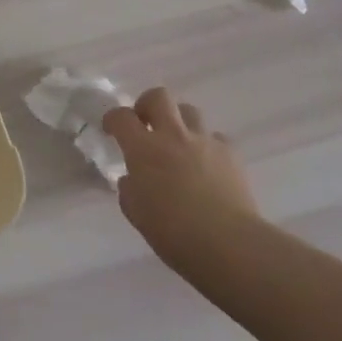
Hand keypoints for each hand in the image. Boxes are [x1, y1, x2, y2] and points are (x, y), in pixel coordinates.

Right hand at [104, 88, 259, 269]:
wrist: (229, 243)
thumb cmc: (174, 234)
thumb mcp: (137, 214)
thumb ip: (129, 190)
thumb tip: (133, 179)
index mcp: (144, 150)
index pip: (122, 117)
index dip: (113, 119)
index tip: (111, 129)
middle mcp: (173, 136)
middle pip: (158, 97)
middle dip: (147, 104)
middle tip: (145, 124)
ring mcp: (204, 141)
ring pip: (189, 111)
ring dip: (178, 122)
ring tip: (178, 144)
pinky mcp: (230, 153)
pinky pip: (215, 138)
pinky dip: (207, 146)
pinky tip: (207, 166)